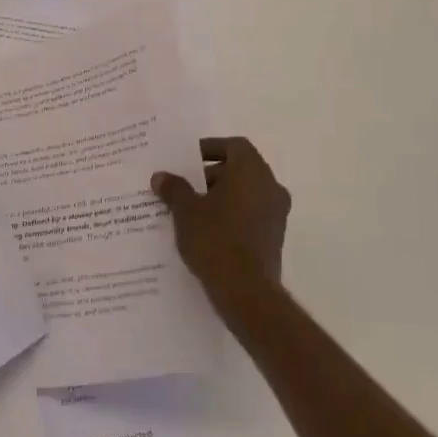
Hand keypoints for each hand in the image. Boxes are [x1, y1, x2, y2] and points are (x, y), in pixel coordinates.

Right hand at [152, 137, 291, 336]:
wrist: (245, 291)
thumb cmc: (215, 239)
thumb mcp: (185, 210)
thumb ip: (174, 188)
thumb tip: (161, 176)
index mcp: (251, 171)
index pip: (234, 146)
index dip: (209, 148)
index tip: (186, 159)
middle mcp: (270, 187)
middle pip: (239, 169)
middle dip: (210, 174)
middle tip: (182, 186)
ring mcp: (276, 213)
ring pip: (245, 193)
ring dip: (219, 196)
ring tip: (189, 210)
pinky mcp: (273, 237)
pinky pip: (249, 214)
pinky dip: (230, 215)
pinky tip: (204, 230)